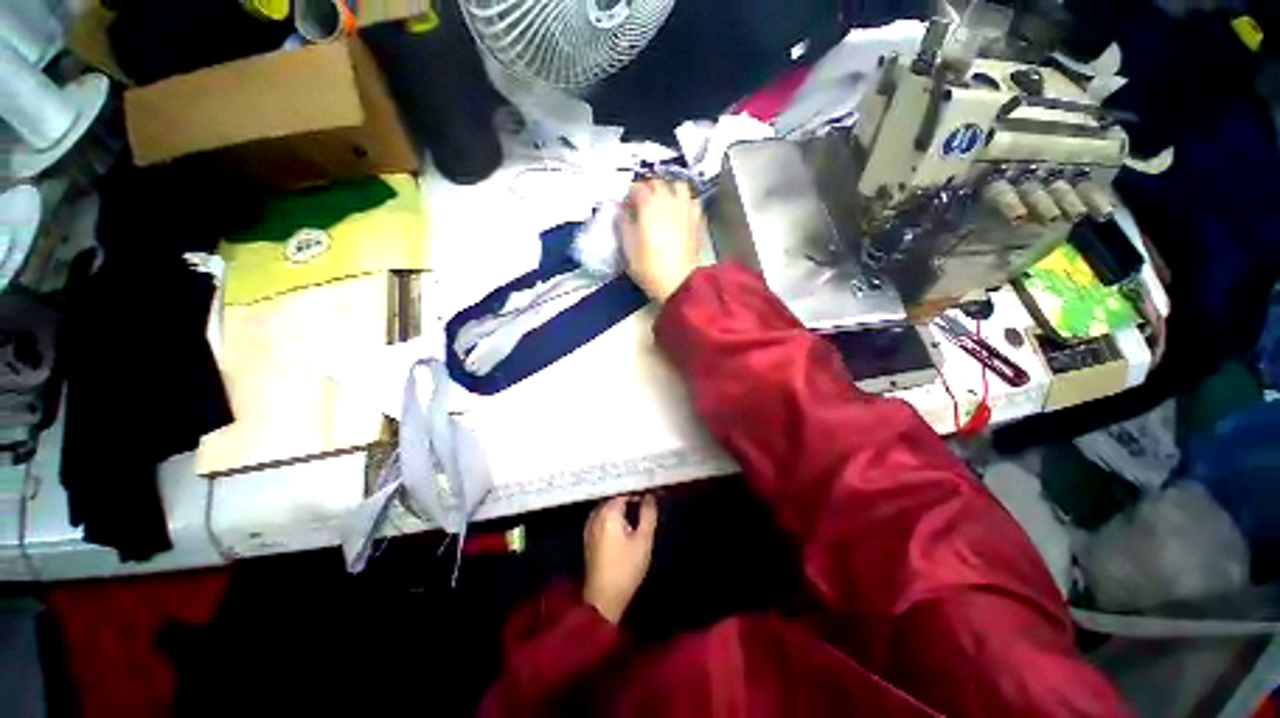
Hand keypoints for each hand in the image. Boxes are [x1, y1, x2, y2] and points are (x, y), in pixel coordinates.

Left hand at [583, 495, 657, 623]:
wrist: (603, 598)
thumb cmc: (626, 568)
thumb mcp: (643, 540)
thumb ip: (648, 514)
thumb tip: (650, 496)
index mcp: (608, 512)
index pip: (624, 490)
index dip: (638, 487)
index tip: (651, 486)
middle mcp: (596, 514)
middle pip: (615, 496)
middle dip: (630, 494)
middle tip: (647, 494)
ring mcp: (590, 525)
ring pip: (608, 506)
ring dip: (622, 504)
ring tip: (639, 504)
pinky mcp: (589, 535)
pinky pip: (603, 516)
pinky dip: (615, 514)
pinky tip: (627, 519)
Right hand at [616, 180, 702, 302]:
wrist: (679, 281)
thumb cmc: (649, 266)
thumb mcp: (628, 247)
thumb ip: (623, 224)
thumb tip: (622, 213)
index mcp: (649, 204)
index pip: (636, 188)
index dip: (629, 196)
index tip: (625, 207)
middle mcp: (669, 200)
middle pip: (657, 182)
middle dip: (647, 189)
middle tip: (641, 204)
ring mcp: (685, 209)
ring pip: (679, 186)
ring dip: (669, 190)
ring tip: (662, 204)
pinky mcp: (696, 221)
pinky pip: (692, 202)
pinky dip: (684, 203)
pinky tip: (679, 213)